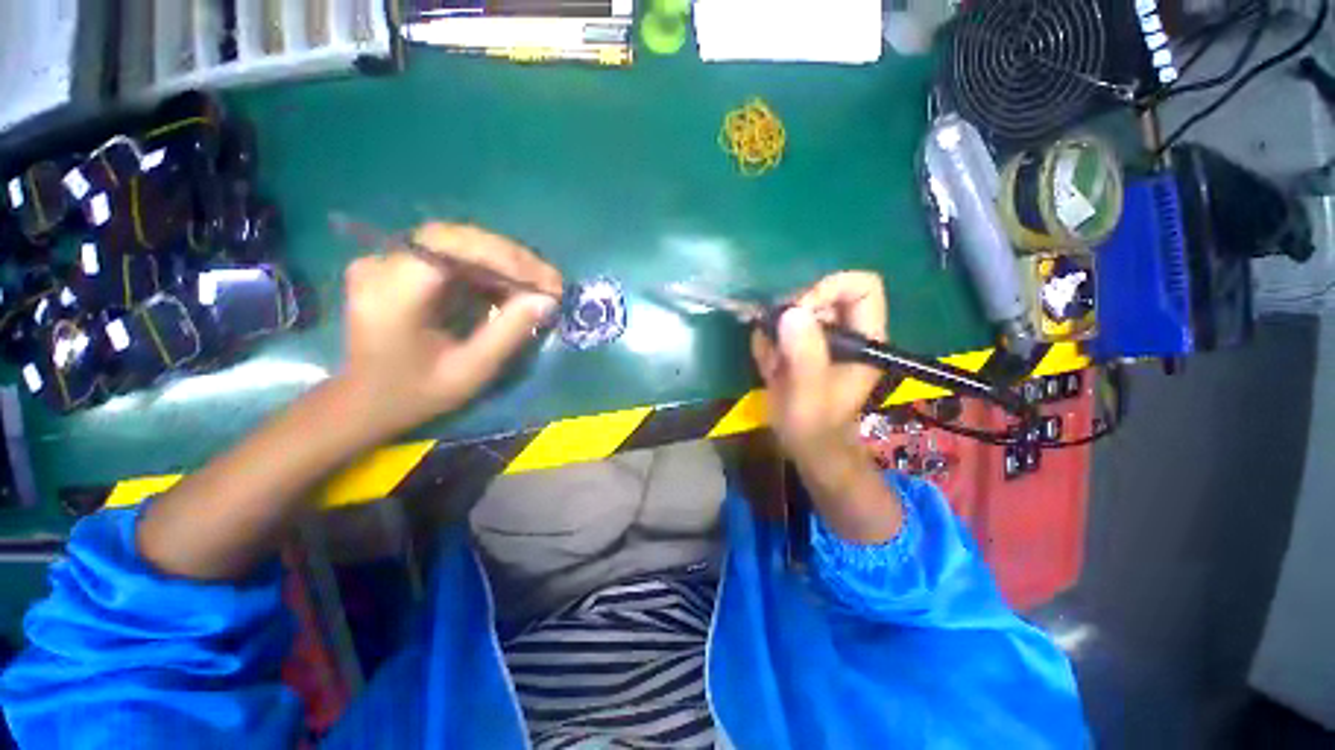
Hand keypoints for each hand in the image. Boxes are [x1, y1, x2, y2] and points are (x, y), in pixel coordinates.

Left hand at [340, 223, 562, 440]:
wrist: (366, 400)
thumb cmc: (417, 393)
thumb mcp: (470, 371)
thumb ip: (508, 332)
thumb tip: (547, 300)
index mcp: (393, 294)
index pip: (452, 247)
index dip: (505, 257)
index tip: (546, 281)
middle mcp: (382, 264)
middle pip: (457, 238)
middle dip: (511, 258)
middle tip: (550, 282)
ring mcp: (386, 260)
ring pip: (457, 242)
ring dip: (502, 260)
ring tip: (537, 284)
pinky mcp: (396, 264)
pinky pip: (450, 253)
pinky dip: (486, 266)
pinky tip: (509, 285)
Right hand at [751, 271, 886, 465]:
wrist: (804, 444)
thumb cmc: (814, 424)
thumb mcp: (809, 392)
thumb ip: (804, 354)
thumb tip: (792, 312)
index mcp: (865, 339)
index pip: (862, 287)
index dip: (829, 289)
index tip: (799, 311)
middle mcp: (846, 332)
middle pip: (822, 293)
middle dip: (791, 315)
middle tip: (774, 341)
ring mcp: (822, 339)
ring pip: (795, 312)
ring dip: (774, 335)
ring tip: (773, 365)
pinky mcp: (801, 346)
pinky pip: (779, 329)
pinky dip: (767, 345)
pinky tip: (769, 369)